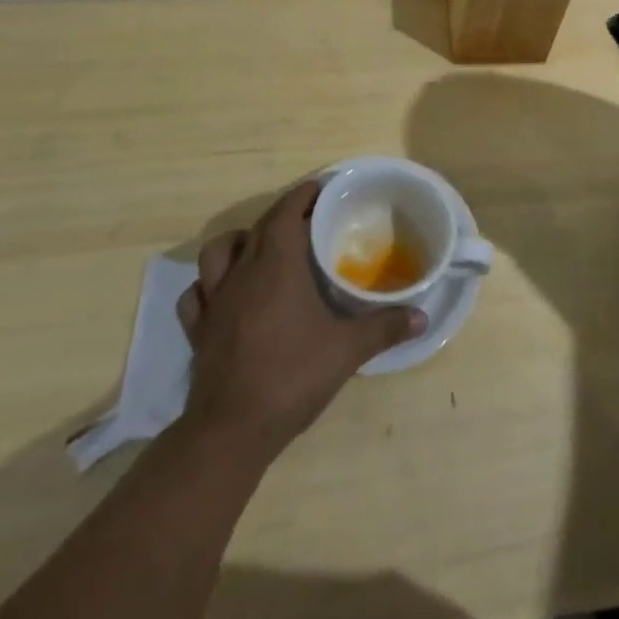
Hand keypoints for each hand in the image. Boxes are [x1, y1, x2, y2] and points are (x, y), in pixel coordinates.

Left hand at [175, 178, 424, 456]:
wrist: (231, 430)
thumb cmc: (292, 377)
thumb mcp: (347, 351)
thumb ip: (384, 328)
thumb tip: (422, 317)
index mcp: (277, 265)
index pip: (285, 212)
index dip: (302, 195)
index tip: (320, 188)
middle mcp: (243, 272)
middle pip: (258, 227)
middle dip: (281, 215)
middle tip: (307, 220)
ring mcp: (215, 300)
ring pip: (217, 252)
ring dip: (238, 242)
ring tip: (259, 249)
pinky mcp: (198, 330)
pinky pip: (196, 294)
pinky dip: (209, 285)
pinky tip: (225, 294)